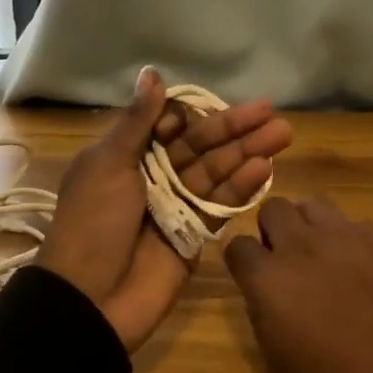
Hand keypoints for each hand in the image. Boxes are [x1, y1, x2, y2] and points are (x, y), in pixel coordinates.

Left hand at [38, 69, 291, 350]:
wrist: (89, 300)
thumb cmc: (93, 222)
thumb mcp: (107, 164)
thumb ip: (137, 121)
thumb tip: (152, 72)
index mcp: (128, 156)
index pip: (170, 126)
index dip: (192, 116)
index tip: (207, 109)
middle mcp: (154, 176)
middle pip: (201, 146)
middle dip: (235, 128)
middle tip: (271, 111)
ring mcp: (177, 205)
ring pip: (217, 171)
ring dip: (248, 152)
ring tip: (282, 134)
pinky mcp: (195, 234)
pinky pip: (221, 204)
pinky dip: (242, 187)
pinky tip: (265, 167)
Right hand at [225, 197, 372, 372]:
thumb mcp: (281, 362)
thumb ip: (263, 311)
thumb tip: (264, 290)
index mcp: (270, 279)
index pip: (237, 245)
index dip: (244, 259)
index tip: (254, 273)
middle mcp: (302, 244)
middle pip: (273, 208)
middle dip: (275, 229)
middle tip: (289, 257)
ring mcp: (346, 233)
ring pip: (314, 203)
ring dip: (311, 224)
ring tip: (325, 252)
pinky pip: (357, 224)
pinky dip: (355, 240)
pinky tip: (369, 267)